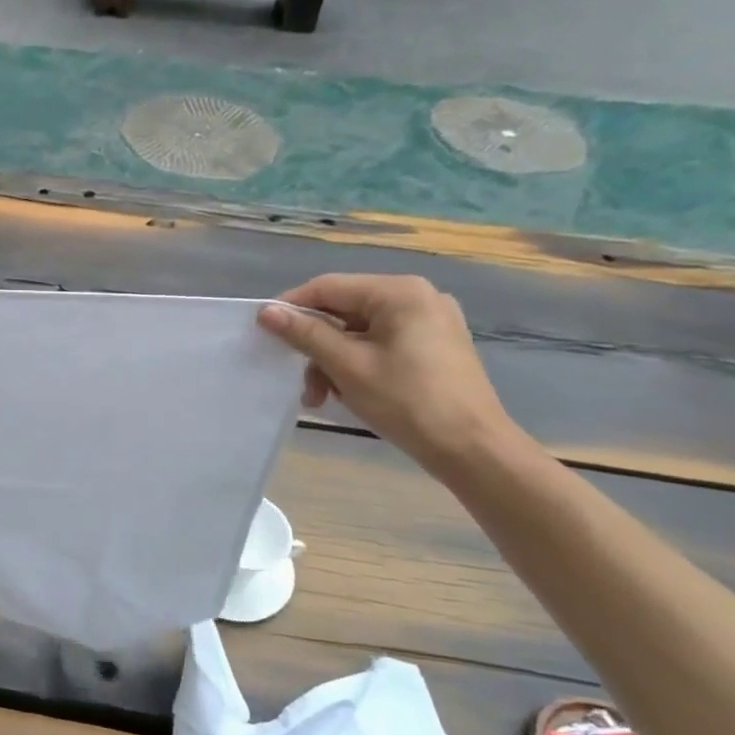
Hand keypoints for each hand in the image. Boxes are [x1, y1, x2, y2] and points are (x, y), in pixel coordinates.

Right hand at [257, 273, 520, 477]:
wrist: (471, 447)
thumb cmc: (406, 401)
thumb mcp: (346, 366)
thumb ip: (305, 334)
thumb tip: (266, 312)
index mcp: (398, 292)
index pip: (328, 287)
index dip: (291, 308)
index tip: (263, 334)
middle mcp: (417, 296)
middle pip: (343, 310)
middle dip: (315, 346)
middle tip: (300, 381)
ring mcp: (430, 321)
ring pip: (359, 331)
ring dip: (333, 361)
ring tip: (323, 397)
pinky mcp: (434, 345)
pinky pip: (380, 344)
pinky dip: (357, 364)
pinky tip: (349, 392)